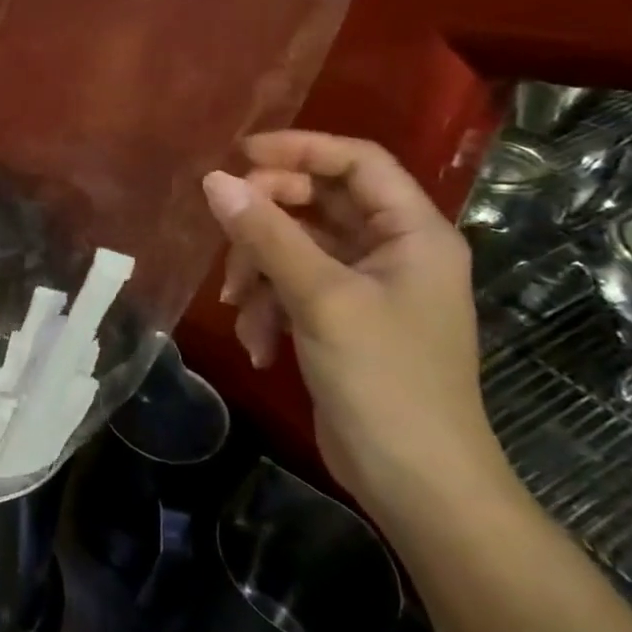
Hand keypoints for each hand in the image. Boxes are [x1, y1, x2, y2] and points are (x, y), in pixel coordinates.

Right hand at [202, 132, 511, 525]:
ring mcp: (366, 288)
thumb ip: (267, 235)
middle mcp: (392, 251)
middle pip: (316, 204)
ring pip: (294, 248)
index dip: (299, 149)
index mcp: (411, 232)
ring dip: (258, 275)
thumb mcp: (320, 298)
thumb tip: (214, 180)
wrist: (416, 483)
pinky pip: (292, 289)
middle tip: (227, 239)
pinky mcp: (341, 320)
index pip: (356, 161)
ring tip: (240, 311)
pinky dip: (268, 309)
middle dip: (265, 224)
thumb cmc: (384, 379)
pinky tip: (259, 345)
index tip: (238, 156)